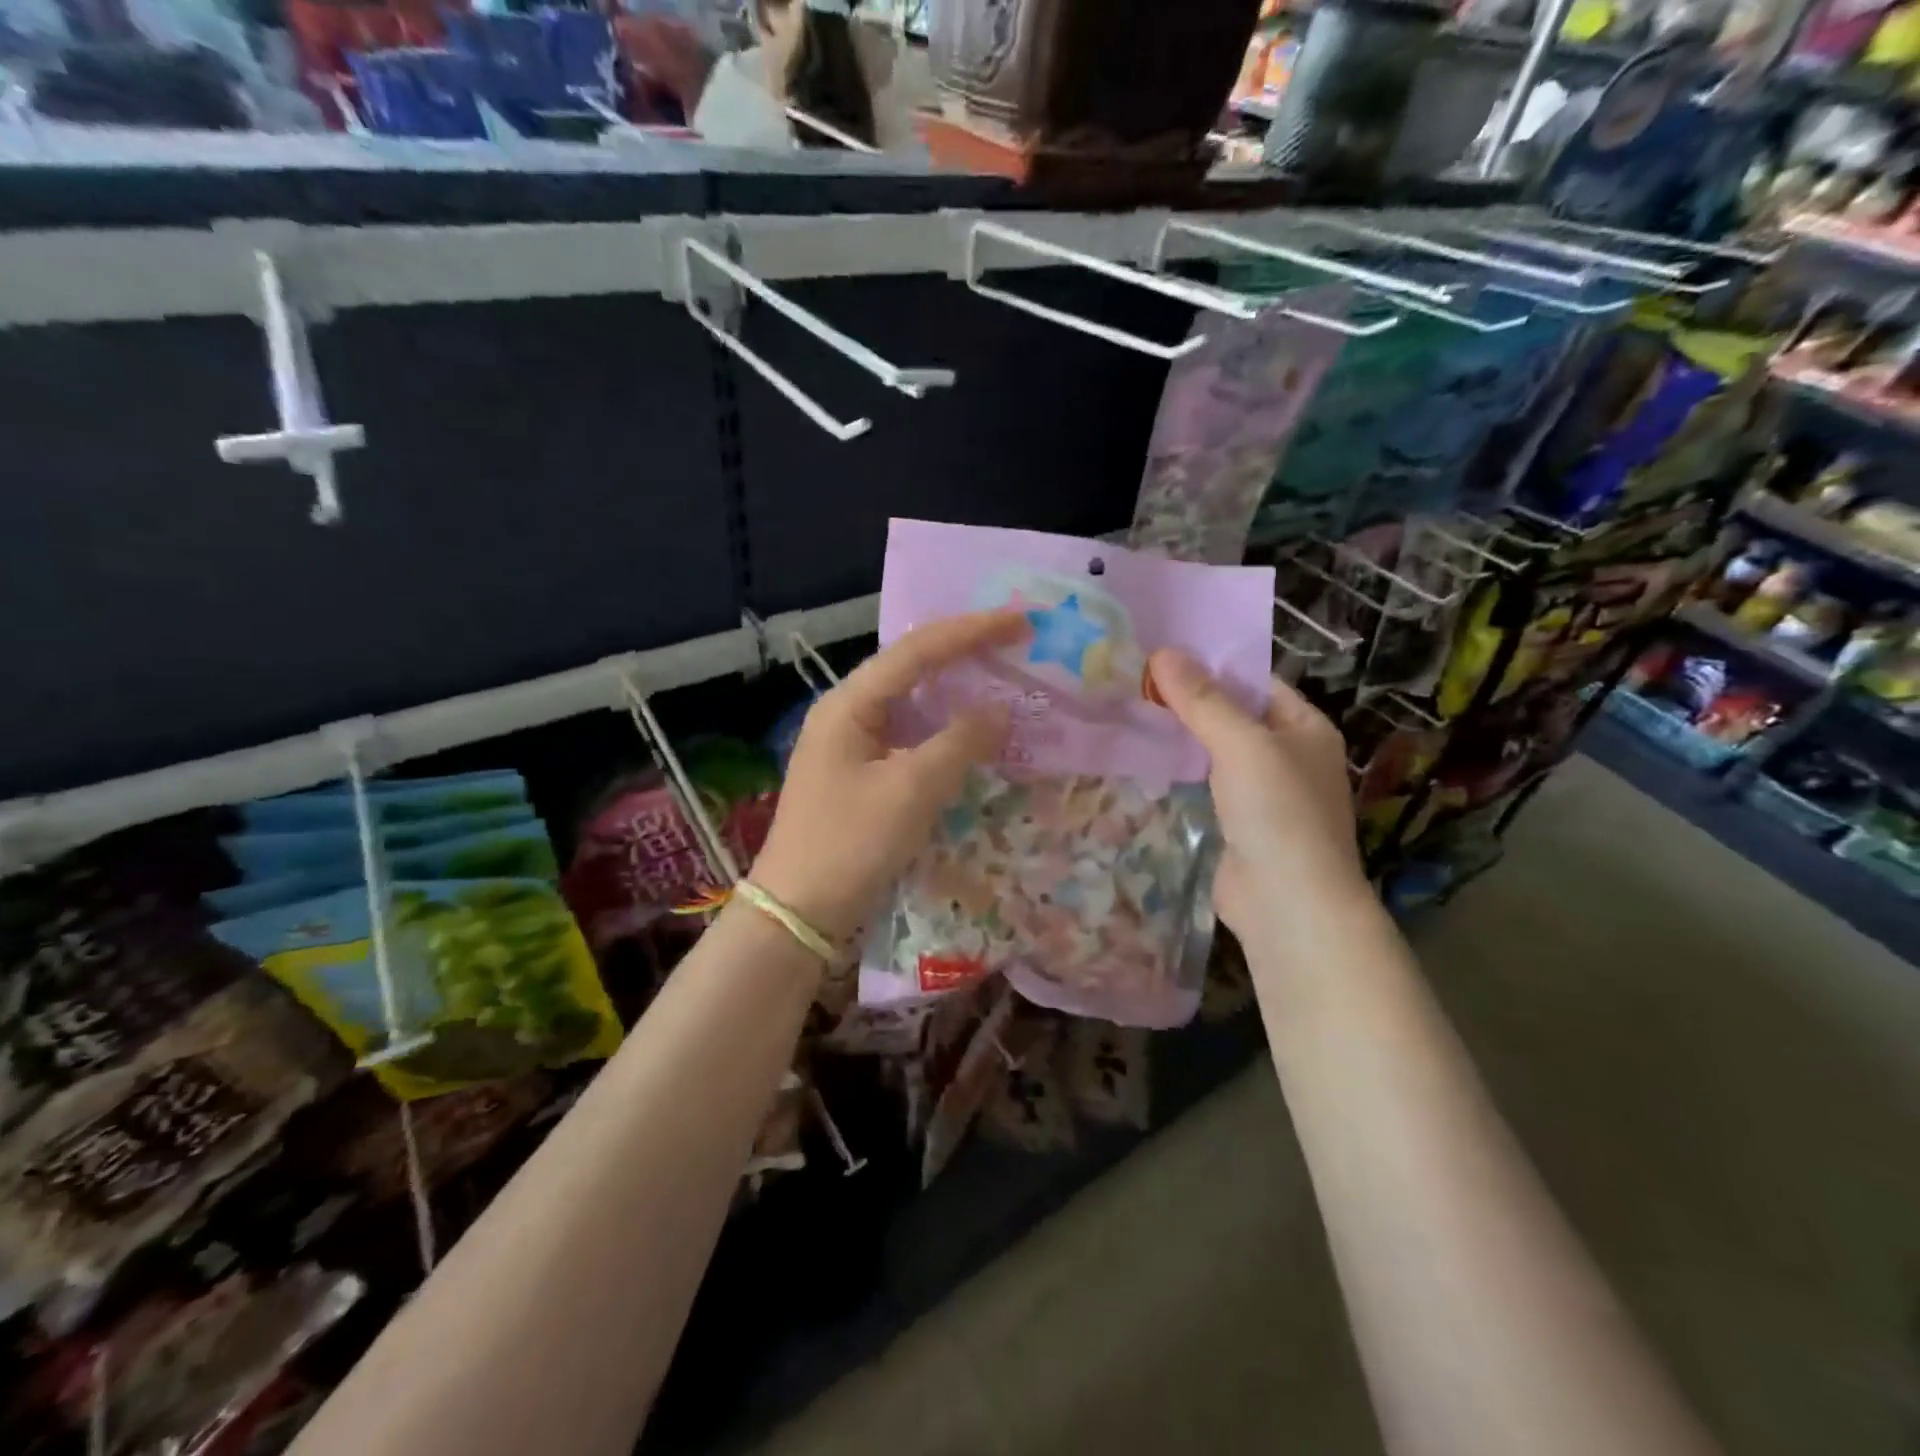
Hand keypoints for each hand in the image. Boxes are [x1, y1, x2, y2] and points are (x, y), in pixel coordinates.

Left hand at [751, 611, 1028, 944]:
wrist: (797, 912)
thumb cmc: (850, 844)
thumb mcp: (911, 790)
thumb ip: (960, 742)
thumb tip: (1001, 710)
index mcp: (850, 704)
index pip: (917, 650)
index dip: (971, 631)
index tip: (1021, 620)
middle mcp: (847, 713)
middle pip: (912, 667)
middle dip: (964, 652)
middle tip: (1016, 642)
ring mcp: (851, 744)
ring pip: (912, 702)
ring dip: (956, 690)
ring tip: (1002, 677)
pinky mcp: (860, 774)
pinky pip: (910, 736)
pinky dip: (944, 730)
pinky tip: (972, 733)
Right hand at [1147, 648, 1366, 939]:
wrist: (1287, 904)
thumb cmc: (1277, 812)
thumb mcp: (1241, 744)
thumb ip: (1202, 700)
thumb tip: (1162, 652)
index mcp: (1304, 727)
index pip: (1255, 682)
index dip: (1211, 665)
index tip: (1161, 652)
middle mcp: (1288, 754)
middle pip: (1233, 715)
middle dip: (1189, 700)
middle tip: (1134, 678)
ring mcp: (1263, 792)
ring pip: (1216, 751)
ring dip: (1182, 736)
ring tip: (1130, 708)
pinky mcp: (1238, 822)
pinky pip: (1206, 783)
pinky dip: (1181, 770)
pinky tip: (1145, 757)